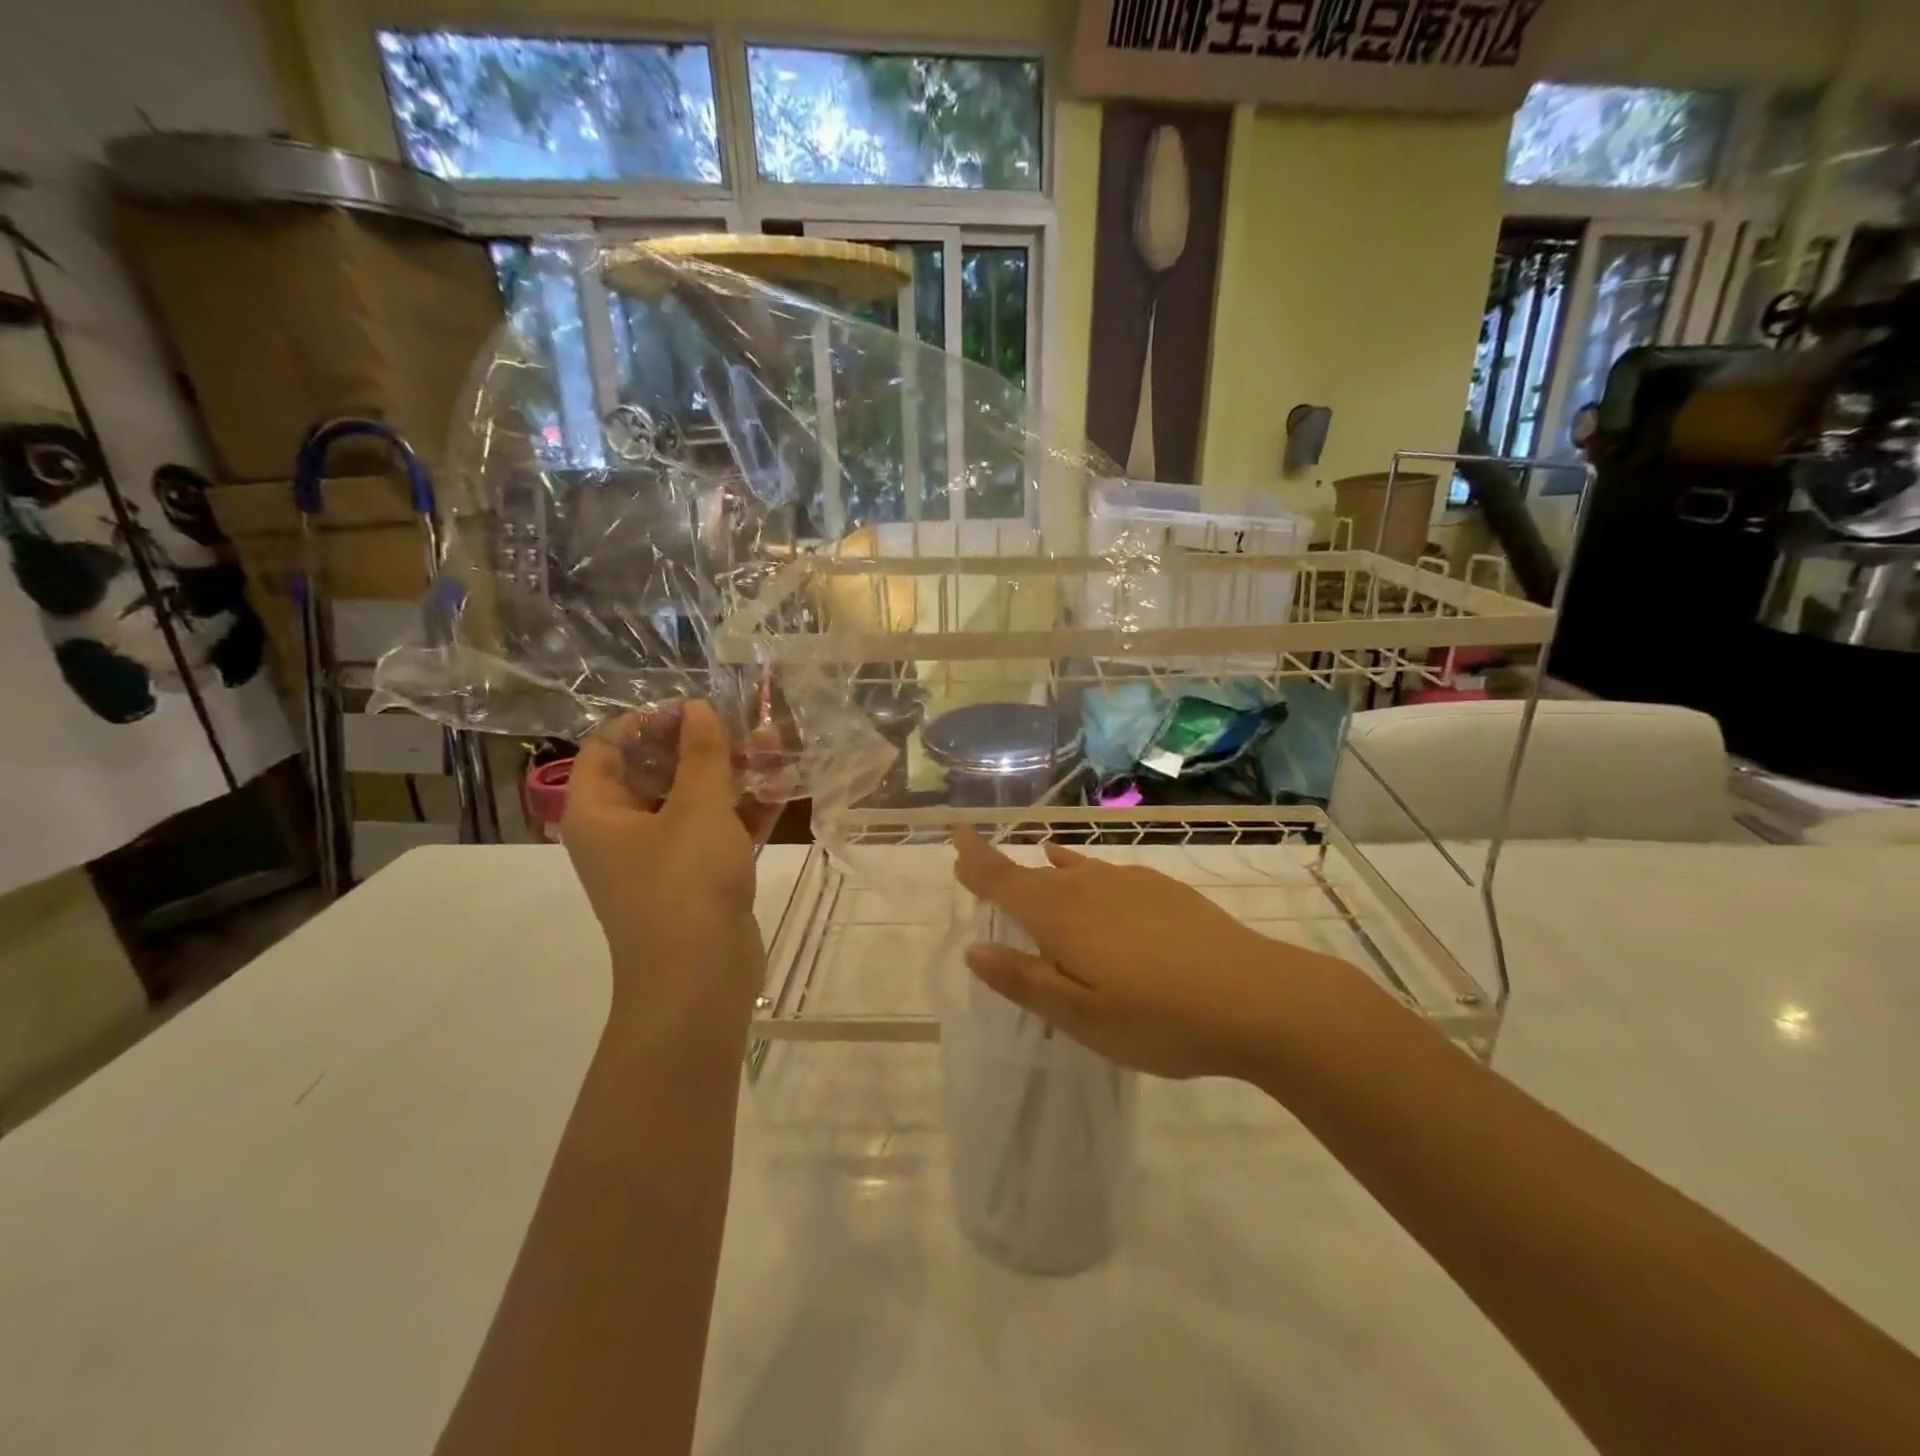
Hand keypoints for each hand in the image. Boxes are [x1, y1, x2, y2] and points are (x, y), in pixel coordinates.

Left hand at [563, 702, 781, 1026]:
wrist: (700, 980)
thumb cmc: (685, 884)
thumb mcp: (697, 809)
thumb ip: (702, 755)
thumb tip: (697, 709)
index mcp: (599, 812)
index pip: (609, 747)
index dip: (648, 721)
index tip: (694, 708)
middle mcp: (623, 832)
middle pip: (657, 771)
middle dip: (702, 745)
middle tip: (743, 723)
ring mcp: (663, 857)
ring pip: (694, 801)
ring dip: (732, 774)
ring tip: (775, 745)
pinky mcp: (698, 878)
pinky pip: (718, 831)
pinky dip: (746, 809)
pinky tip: (784, 784)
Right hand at [951, 828, 1356, 1079]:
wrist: (1257, 997)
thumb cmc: (1159, 1017)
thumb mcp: (1081, 1016)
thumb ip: (1025, 982)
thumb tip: (974, 951)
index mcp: (1061, 916)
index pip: (1003, 879)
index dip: (975, 858)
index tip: (952, 832)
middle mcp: (1089, 887)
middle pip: (1036, 874)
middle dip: (1005, 871)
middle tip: (983, 871)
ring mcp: (1130, 883)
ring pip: (1074, 871)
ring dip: (1049, 873)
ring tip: (1037, 867)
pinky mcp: (1163, 889)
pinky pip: (1107, 873)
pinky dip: (1087, 873)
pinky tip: (1094, 880)